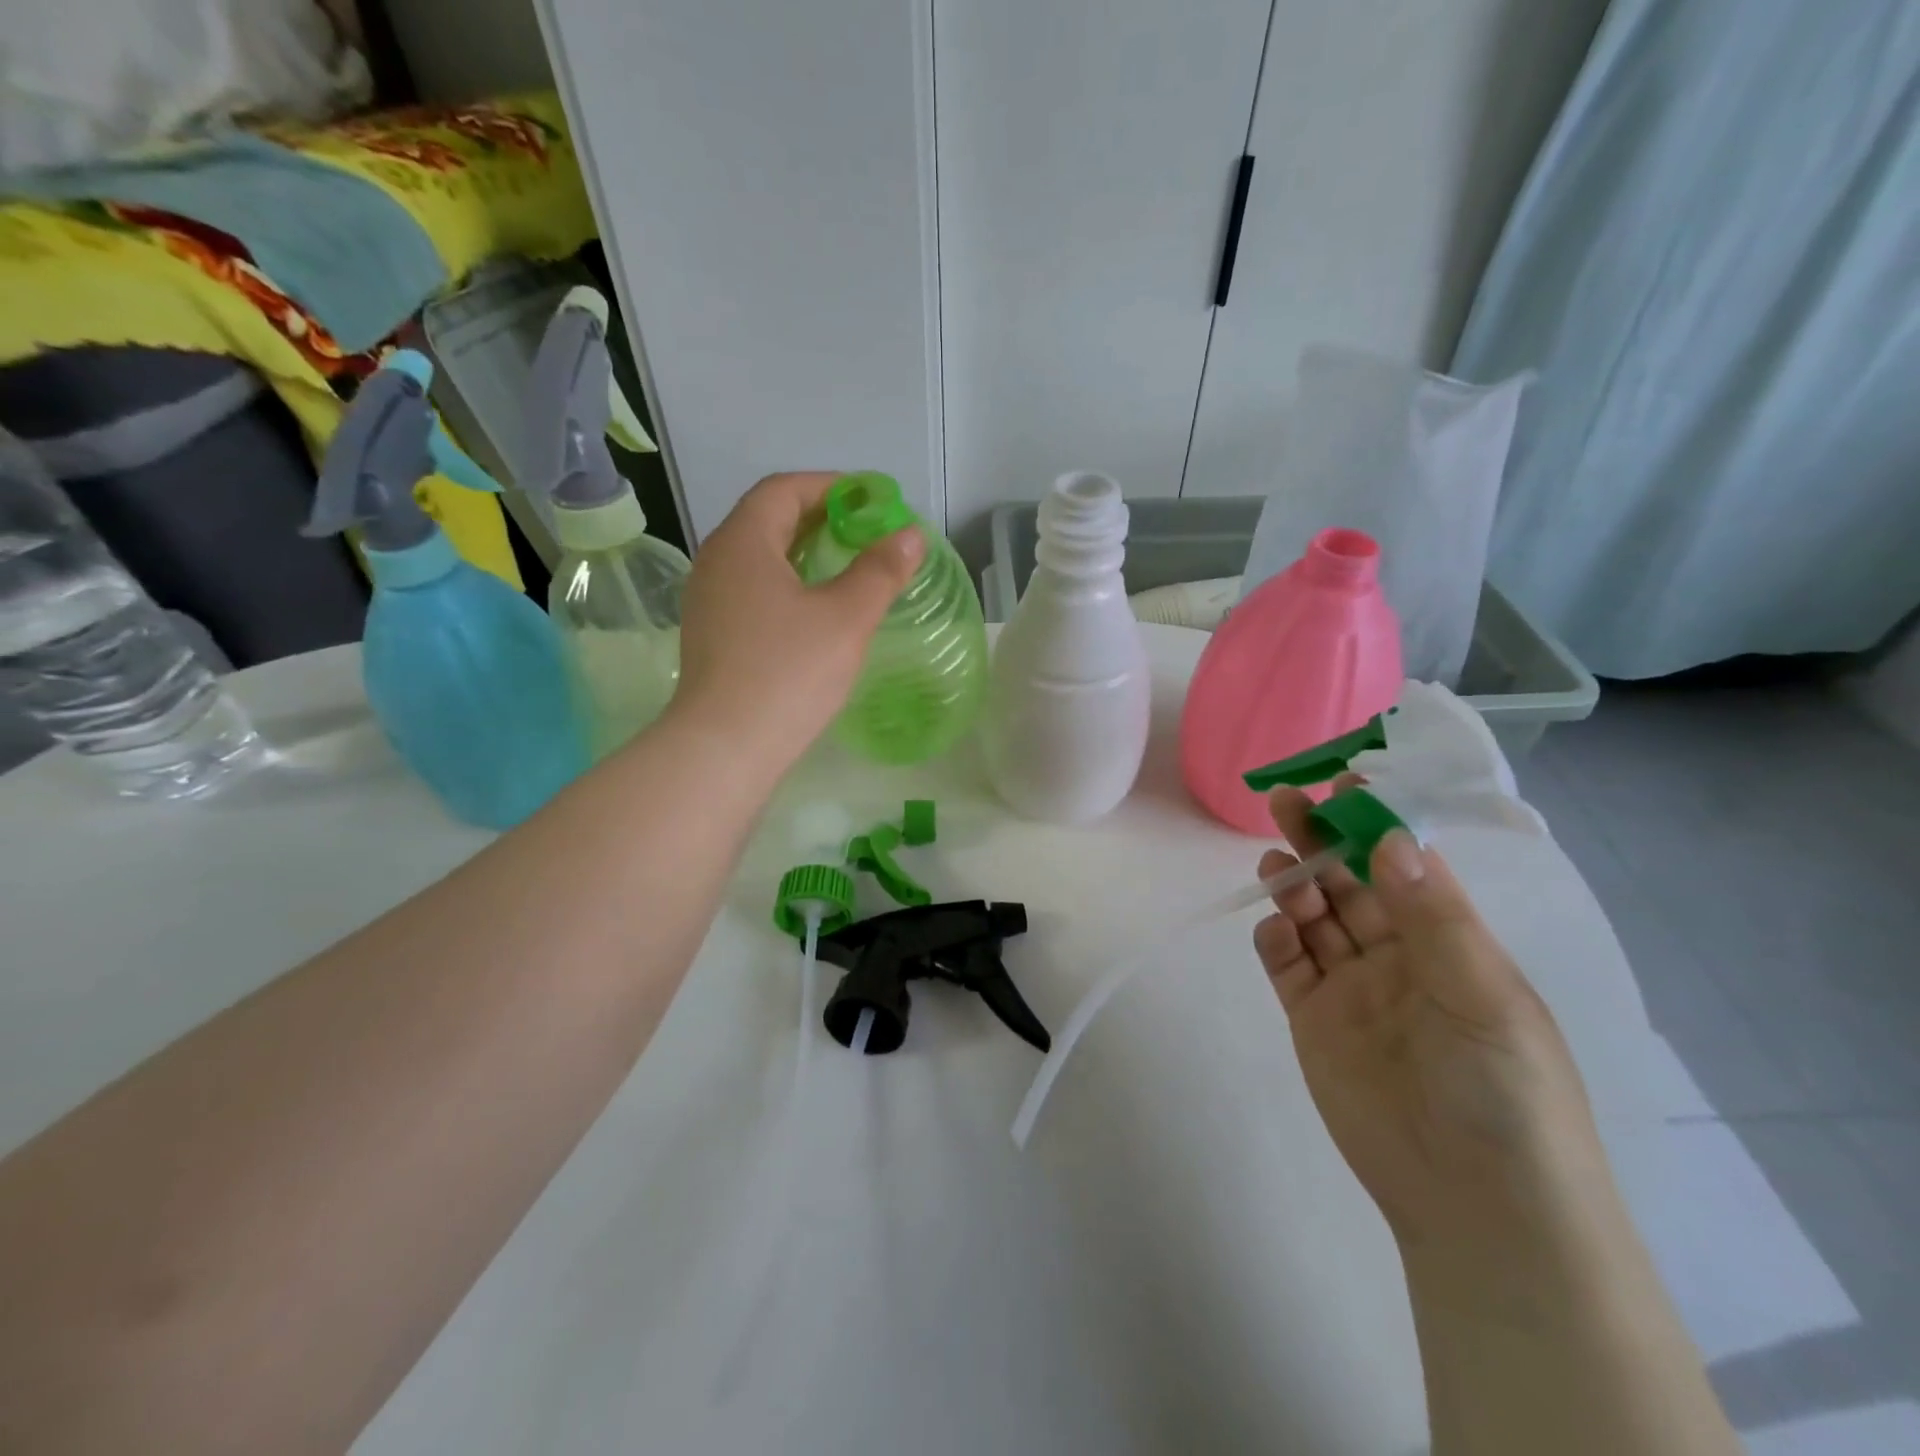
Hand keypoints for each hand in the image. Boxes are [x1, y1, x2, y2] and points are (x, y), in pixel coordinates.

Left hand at [672, 472, 924, 773]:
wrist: (725, 747)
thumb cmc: (789, 672)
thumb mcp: (847, 618)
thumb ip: (880, 570)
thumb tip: (910, 535)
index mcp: (743, 542)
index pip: (784, 489)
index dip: (831, 487)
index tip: (872, 501)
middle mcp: (716, 561)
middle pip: (768, 520)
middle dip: (820, 519)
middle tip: (866, 534)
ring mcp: (708, 600)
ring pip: (759, 558)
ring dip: (802, 553)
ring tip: (846, 569)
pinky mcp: (711, 634)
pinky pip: (751, 589)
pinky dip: (786, 584)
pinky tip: (814, 612)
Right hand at [1254, 784, 1605, 1250]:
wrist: (1475, 1205)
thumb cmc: (1502, 1091)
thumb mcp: (1484, 995)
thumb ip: (1433, 916)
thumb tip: (1389, 837)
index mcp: (1450, 942)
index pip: (1407, 866)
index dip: (1377, 823)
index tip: (1345, 784)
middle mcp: (1398, 956)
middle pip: (1349, 883)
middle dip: (1320, 841)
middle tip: (1285, 802)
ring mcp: (1352, 988)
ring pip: (1314, 918)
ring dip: (1294, 886)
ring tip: (1274, 866)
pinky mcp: (1314, 1020)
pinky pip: (1288, 966)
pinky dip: (1276, 941)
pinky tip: (1274, 930)